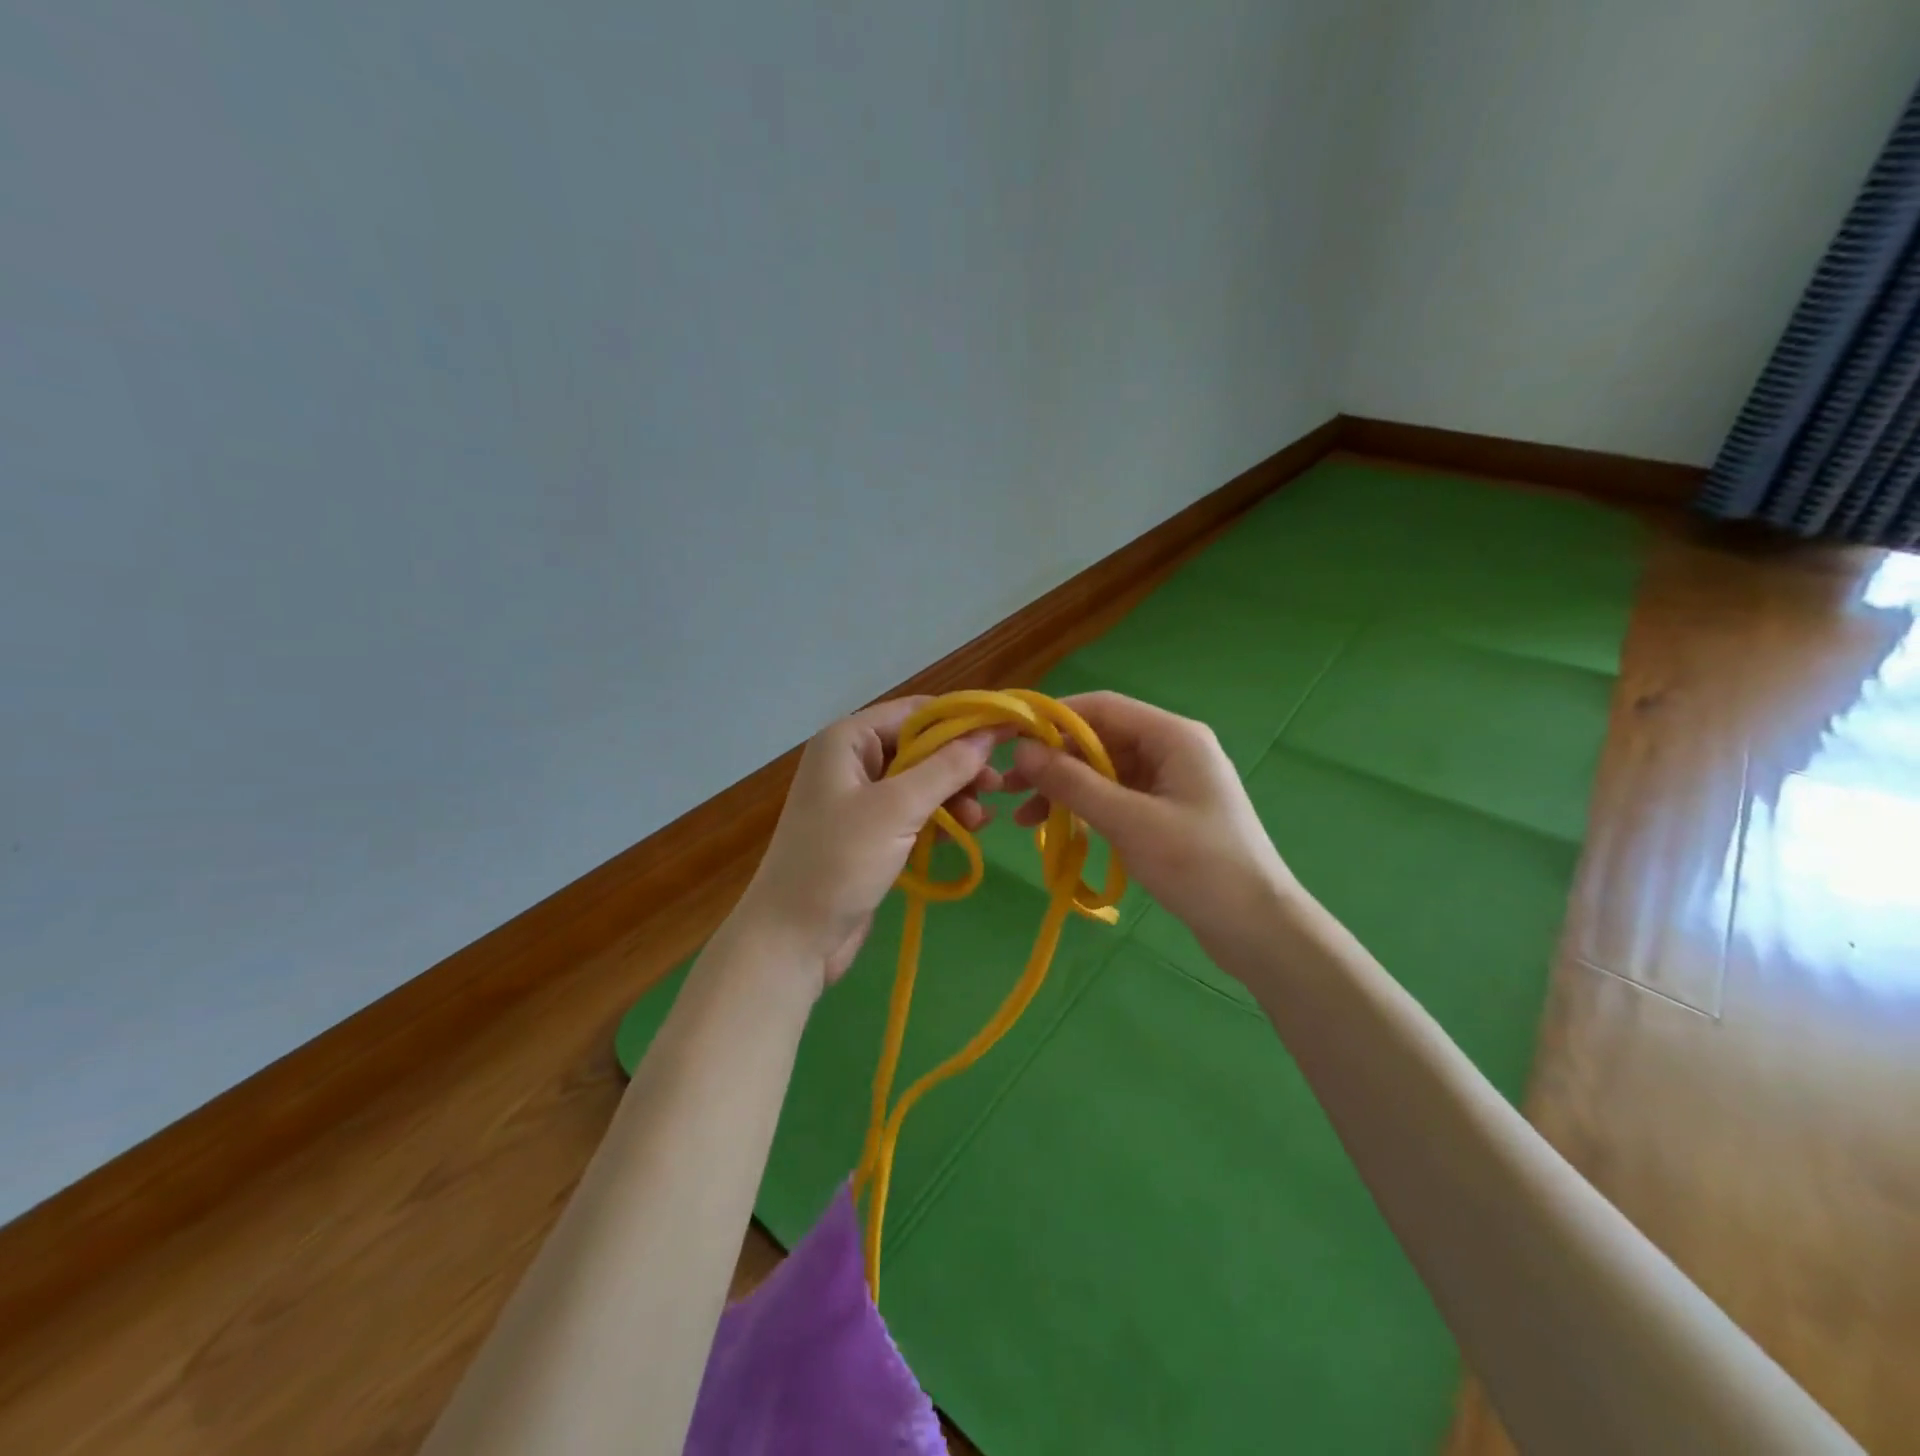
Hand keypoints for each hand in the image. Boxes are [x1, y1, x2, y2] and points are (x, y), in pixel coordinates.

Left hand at [732, 697, 1001, 995]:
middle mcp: (853, 761)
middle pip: (921, 747)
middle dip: (960, 765)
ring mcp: (860, 799)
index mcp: (848, 739)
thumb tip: (988, 734)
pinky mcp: (870, 834)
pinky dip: (941, 818)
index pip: (916, 711)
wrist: (792, 937)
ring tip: (983, 819)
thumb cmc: (839, 861)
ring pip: (921, 782)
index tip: (1008, 731)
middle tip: (998, 786)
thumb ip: (946, 768)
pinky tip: (969, 831)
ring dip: (955, 795)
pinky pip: (914, 813)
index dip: (963, 719)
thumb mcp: (897, 808)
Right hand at [1006, 691, 1296, 958]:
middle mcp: (1172, 749)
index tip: (1009, 737)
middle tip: (1008, 787)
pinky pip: (1117, 797)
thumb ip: (1074, 783)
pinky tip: (1057, 829)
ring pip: (1104, 771)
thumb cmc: (1199, 866)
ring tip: (1022, 817)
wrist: (1258, 929)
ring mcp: (1170, 782)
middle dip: (1054, 761)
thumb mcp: (1130, 822)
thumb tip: (1021, 751)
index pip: (1102, 708)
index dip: (1053, 718)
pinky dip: (1086, 809)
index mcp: (1173, 736)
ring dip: (1065, 789)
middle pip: (1100, 740)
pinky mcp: (1166, 813)